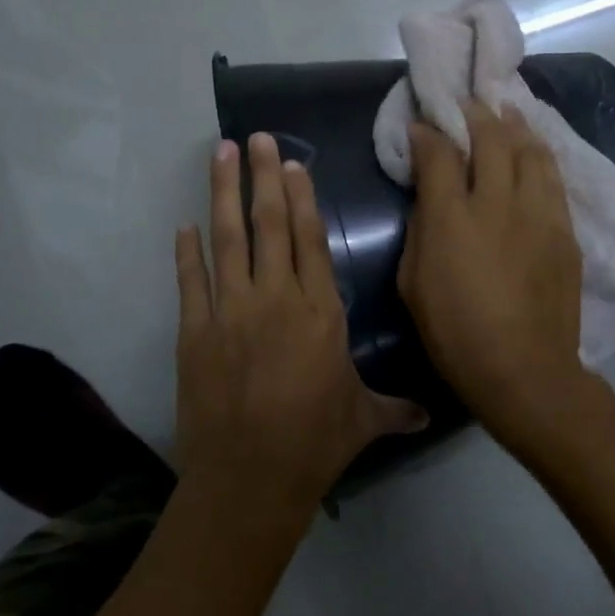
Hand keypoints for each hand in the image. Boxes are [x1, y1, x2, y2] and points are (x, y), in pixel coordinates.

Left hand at [175, 133, 425, 515]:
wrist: (250, 477)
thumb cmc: (315, 442)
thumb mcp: (363, 420)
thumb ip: (395, 408)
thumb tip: (430, 416)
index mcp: (320, 311)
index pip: (310, 239)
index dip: (302, 197)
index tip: (292, 163)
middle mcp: (276, 298)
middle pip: (270, 225)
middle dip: (263, 176)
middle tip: (255, 138)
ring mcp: (231, 311)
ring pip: (227, 239)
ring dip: (223, 194)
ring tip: (220, 154)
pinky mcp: (195, 332)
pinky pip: (191, 280)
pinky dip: (186, 252)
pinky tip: (183, 225)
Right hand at [397, 101, 593, 442]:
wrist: (524, 369)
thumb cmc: (455, 333)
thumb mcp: (413, 283)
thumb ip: (420, 229)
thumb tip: (429, 197)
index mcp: (453, 218)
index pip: (440, 154)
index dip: (429, 133)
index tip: (423, 123)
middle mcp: (499, 203)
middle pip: (492, 139)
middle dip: (477, 114)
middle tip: (469, 102)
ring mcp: (539, 214)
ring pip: (532, 151)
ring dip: (516, 126)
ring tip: (508, 111)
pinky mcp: (565, 231)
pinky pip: (554, 180)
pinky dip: (540, 157)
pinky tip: (535, 152)